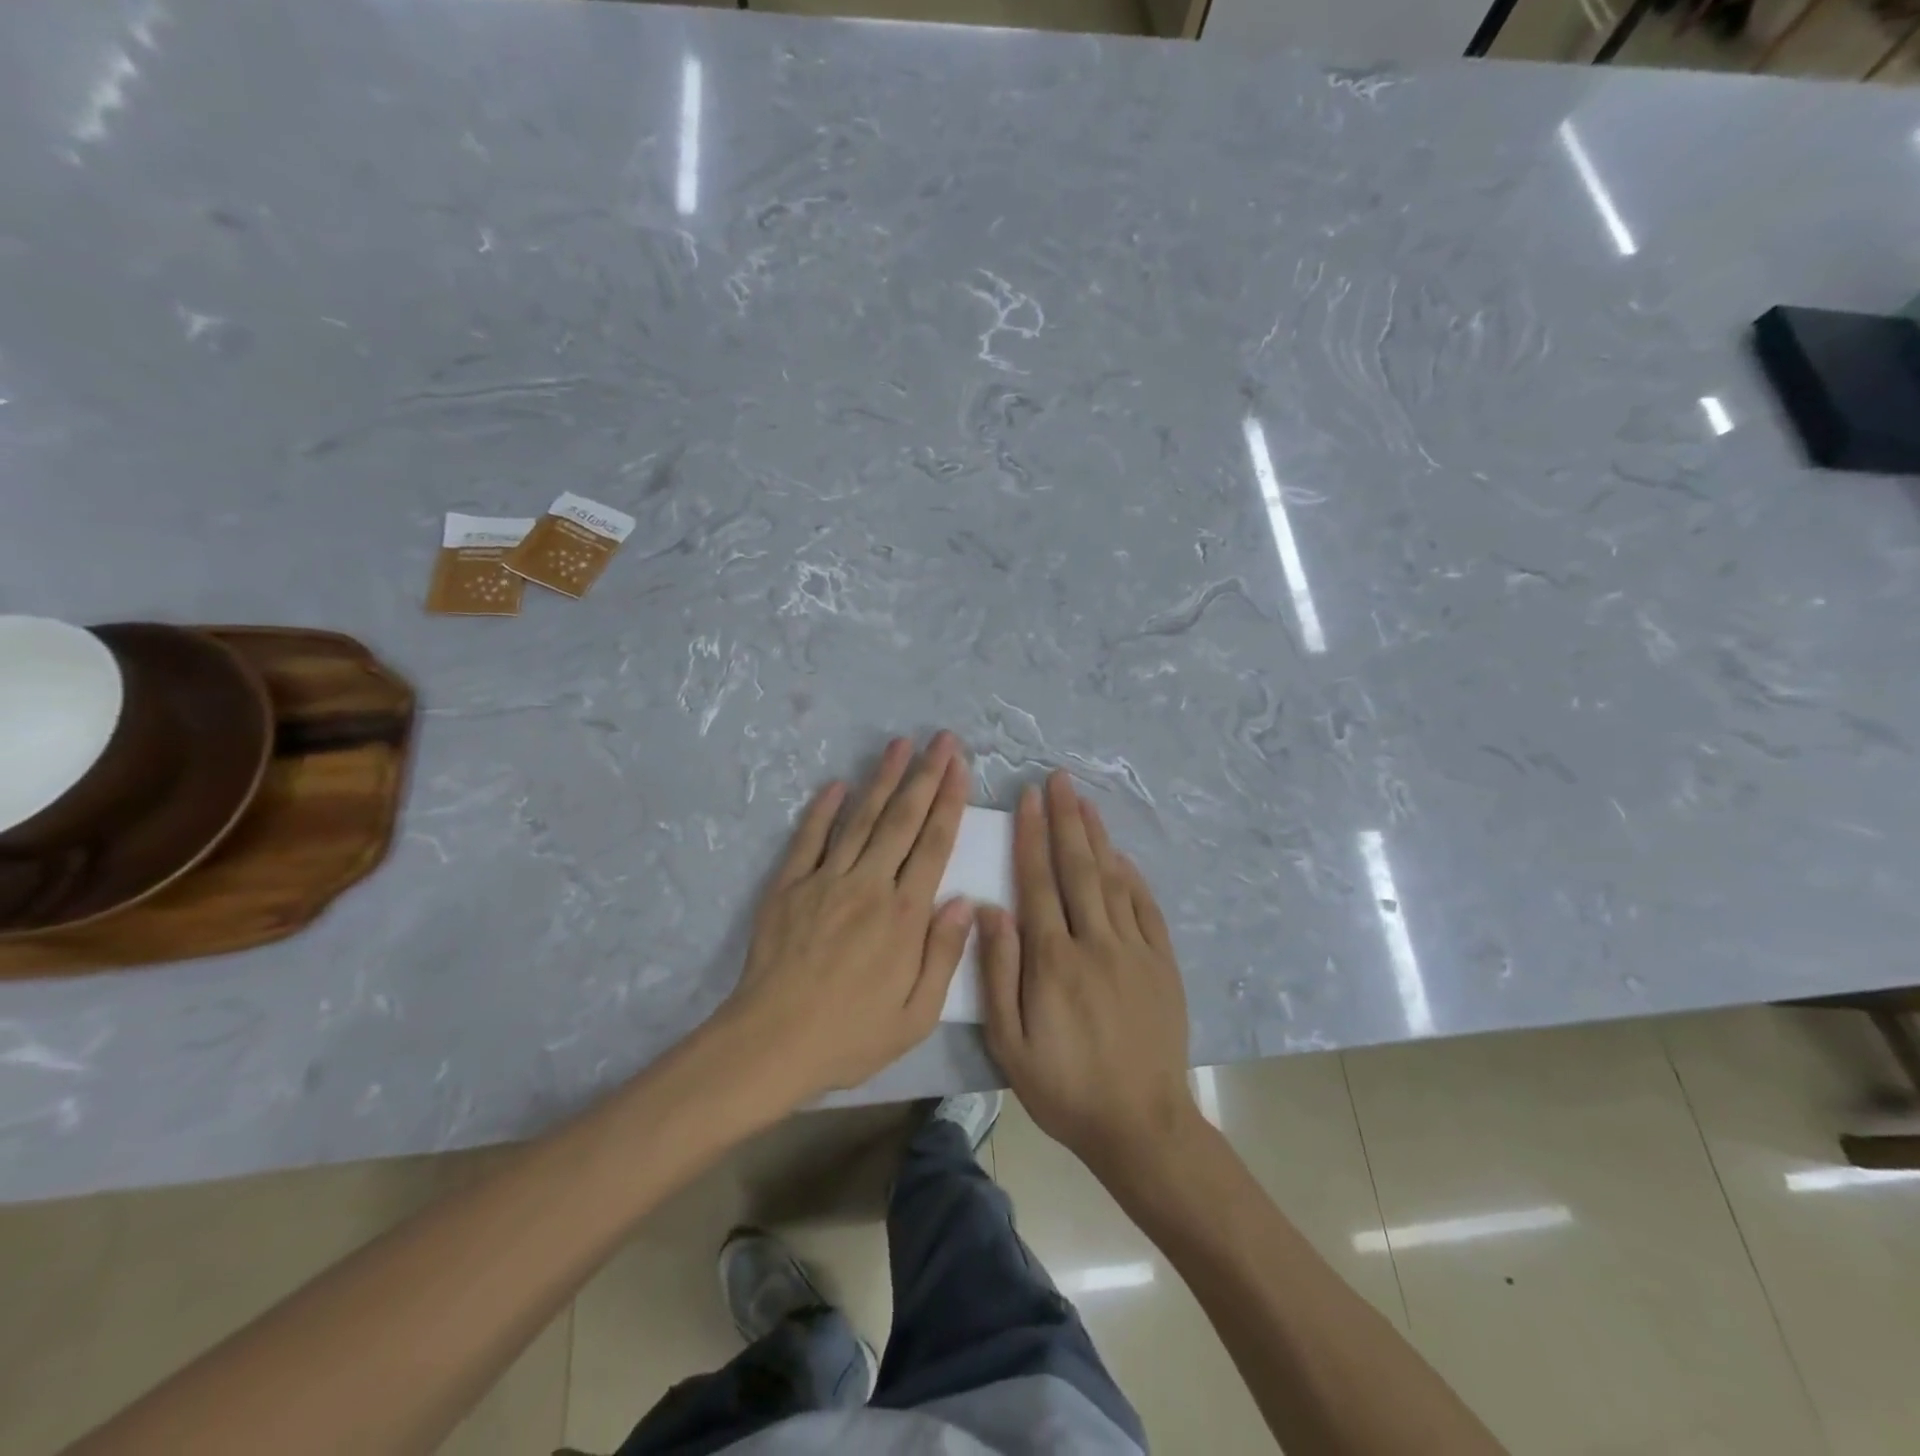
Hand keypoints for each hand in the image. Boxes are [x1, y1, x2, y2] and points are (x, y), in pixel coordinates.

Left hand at [723, 733, 973, 1102]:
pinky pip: (809, 838)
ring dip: (882, 779)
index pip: (935, 843)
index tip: (960, 766)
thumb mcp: (917, 1015)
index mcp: (905, 914)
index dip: (949, 800)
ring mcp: (826, 880)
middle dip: (925, 775)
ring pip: (861, 819)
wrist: (772, 1043)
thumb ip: (944, 954)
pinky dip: (824, 809)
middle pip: (903, 819)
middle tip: (941, 739)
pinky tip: (837, 784)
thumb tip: (964, 901)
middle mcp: (869, 885)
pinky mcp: (789, 886)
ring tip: (899, 745)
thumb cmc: (851, 1035)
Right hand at [982, 771, 1197, 1179]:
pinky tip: (1122, 856)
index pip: (1038, 883)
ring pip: (1114, 880)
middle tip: (1060, 779)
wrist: (1141, 1125)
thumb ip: (999, 972)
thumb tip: (988, 909)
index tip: (1028, 798)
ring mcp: (1135, 951)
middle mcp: (1095, 943)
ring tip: (1086, 801)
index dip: (1032, 836)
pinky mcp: (1163, 965)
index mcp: (1054, 960)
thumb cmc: (1064, 1088)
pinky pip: (1146, 909)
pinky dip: (1133, 877)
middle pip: (1079, 868)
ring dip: (1098, 837)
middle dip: (1067, 819)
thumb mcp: (1010, 1042)